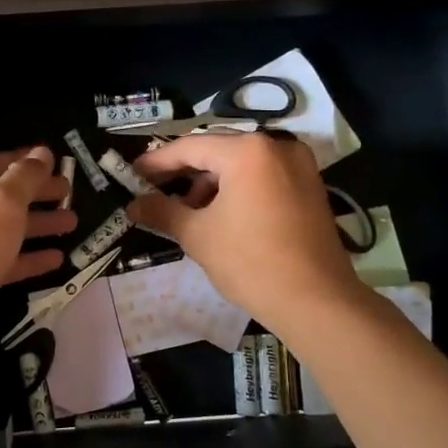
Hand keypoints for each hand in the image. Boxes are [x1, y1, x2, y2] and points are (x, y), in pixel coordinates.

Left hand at [0, 147, 75, 373]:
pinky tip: (57, 258)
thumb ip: (26, 177)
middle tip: (71, 193)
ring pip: (5, 230)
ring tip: (72, 222)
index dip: (25, 162)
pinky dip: (29, 258)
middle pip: (1, 196)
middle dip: (36, 194)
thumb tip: (42, 153)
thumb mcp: (2, 202)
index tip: (58, 162)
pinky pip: (4, 262)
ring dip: (38, 225)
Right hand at [127, 132, 360, 331]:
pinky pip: (262, 176)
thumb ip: (162, 211)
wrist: (316, 301)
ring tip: (185, 211)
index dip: (156, 162)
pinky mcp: (310, 186)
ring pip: (240, 164)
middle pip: (217, 151)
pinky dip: (237, 189)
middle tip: (152, 190)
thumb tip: (132, 205)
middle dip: (183, 172)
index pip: (189, 147)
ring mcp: (298, 165)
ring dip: (209, 182)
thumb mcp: (198, 235)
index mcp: (246, 151)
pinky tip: (219, 215)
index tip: (131, 175)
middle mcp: (276, 146)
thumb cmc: (250, 262)